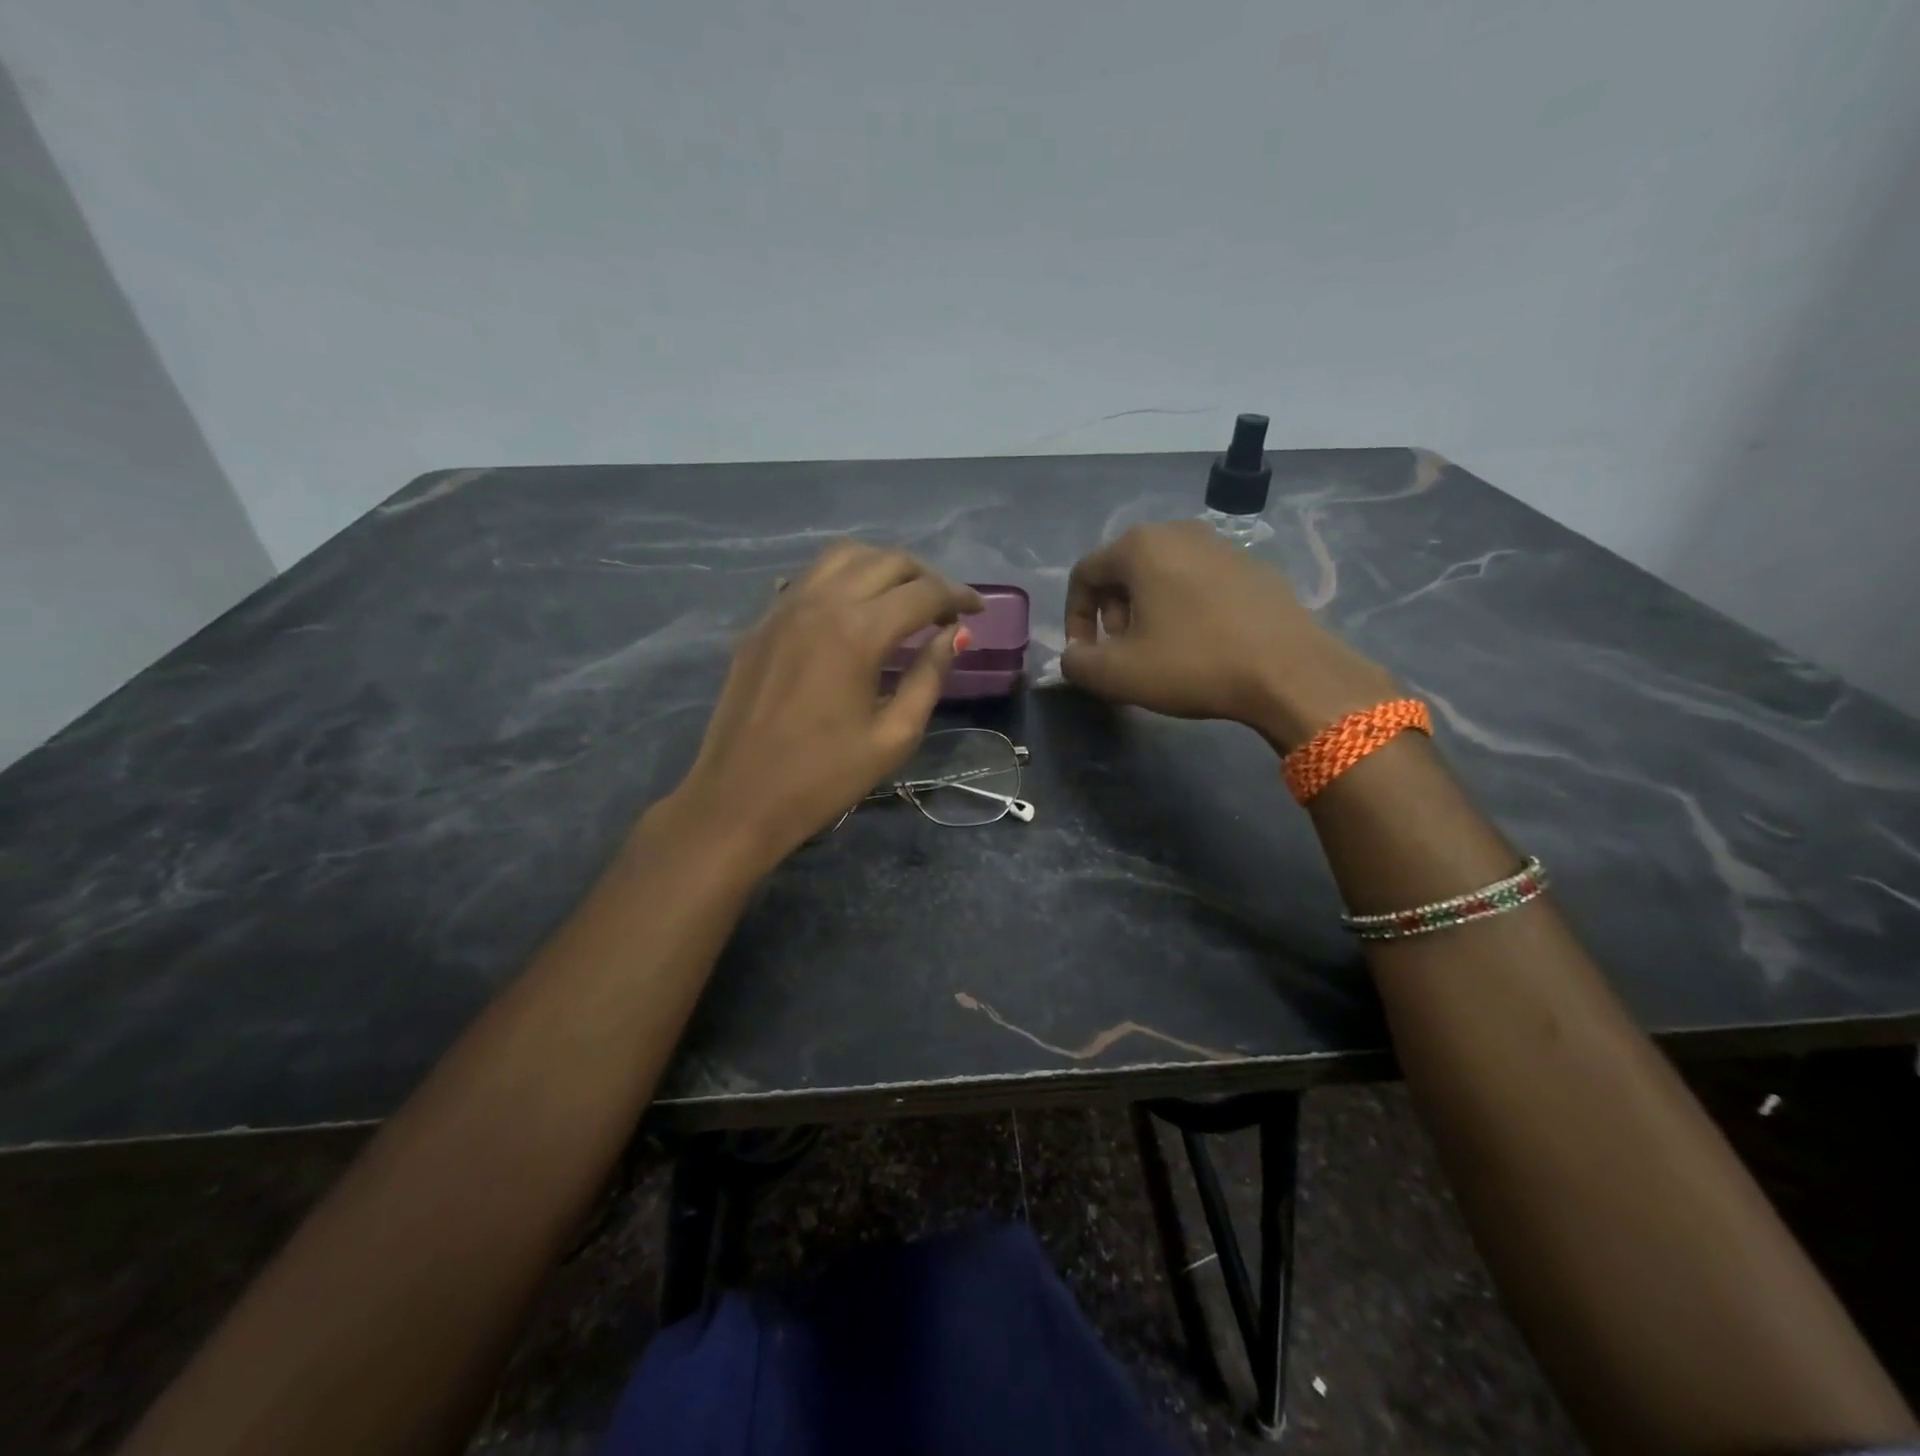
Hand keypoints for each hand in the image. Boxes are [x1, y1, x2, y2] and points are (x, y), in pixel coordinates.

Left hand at [666, 543, 981, 869]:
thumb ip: (929, 677)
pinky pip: (809, 579)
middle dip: (924, 576)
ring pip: (843, 557)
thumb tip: (953, 636)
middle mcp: (821, 603)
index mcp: (858, 632)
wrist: (739, 798)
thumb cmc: (824, 777)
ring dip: (882, 567)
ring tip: (902, 598)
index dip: (958, 596)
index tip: (978, 610)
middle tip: (944, 605)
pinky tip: (852, 609)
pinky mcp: (761, 623)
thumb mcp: (894, 736)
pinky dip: (842, 579)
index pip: (922, 593)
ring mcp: (784, 607)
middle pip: (885, 561)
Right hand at [1062, 520, 1396, 749]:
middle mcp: (1179, 531)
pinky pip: (1199, 583)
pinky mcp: (1254, 567)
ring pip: (1162, 576)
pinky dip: (1184, 608)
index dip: (1075, 619)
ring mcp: (1222, 545)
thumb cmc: (1193, 664)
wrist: (1291, 672)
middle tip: (1123, 654)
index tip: (1086, 657)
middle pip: (1123, 571)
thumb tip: (1074, 656)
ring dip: (1147, 612)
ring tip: (1160, 652)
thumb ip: (1076, 663)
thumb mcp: (1117, 674)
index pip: (1084, 575)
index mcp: (1140, 546)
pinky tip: (1201, 645)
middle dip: (1112, 615)